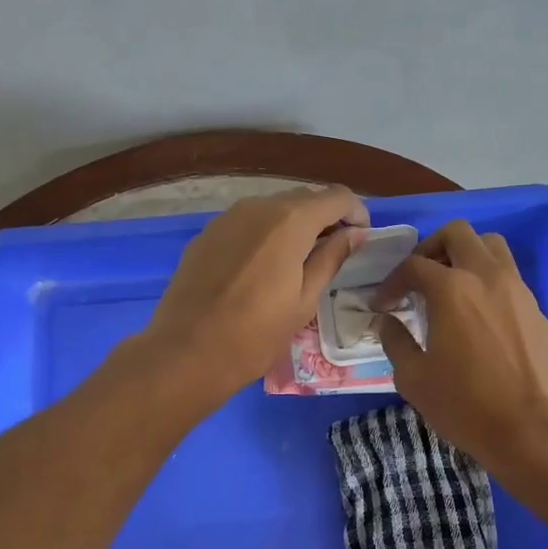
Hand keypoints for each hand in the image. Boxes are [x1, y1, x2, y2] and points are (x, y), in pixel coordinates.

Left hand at [144, 186, 368, 404]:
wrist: (186, 352)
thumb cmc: (255, 334)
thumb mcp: (304, 300)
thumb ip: (332, 258)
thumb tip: (354, 233)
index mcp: (290, 221)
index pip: (337, 196)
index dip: (355, 213)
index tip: (361, 238)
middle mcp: (258, 207)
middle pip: (303, 199)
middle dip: (324, 219)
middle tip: (333, 253)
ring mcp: (227, 218)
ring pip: (272, 210)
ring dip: (293, 226)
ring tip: (298, 262)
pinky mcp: (206, 234)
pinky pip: (246, 224)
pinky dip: (264, 236)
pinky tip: (262, 268)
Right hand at [374, 221, 547, 467]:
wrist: (534, 428)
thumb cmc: (466, 405)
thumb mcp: (414, 378)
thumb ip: (395, 341)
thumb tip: (388, 321)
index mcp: (451, 288)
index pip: (413, 265)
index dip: (391, 282)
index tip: (382, 305)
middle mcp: (486, 276)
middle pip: (457, 233)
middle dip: (431, 249)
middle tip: (418, 278)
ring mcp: (516, 288)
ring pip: (490, 245)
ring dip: (465, 254)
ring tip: (449, 285)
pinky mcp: (535, 307)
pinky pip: (508, 274)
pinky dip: (487, 278)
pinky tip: (476, 312)